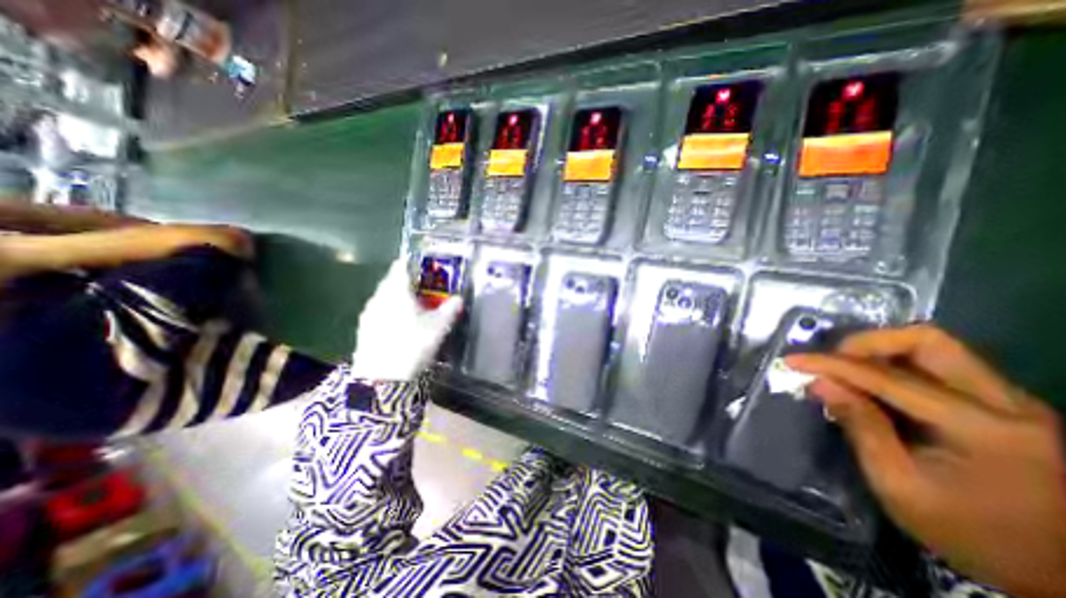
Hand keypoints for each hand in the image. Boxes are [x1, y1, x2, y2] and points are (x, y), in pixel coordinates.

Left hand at [350, 258, 462, 382]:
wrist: (382, 377)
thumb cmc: (413, 344)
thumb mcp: (438, 327)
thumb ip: (450, 309)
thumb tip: (459, 298)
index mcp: (397, 291)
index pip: (402, 266)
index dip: (414, 264)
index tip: (426, 269)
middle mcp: (379, 297)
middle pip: (393, 281)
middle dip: (410, 283)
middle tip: (427, 291)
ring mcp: (369, 312)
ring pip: (386, 296)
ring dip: (400, 297)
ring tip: (415, 309)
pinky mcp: (364, 327)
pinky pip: (380, 310)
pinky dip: (391, 311)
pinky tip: (401, 325)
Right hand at [786, 326, 1064, 596]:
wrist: (1061, 576)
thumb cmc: (972, 536)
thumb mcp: (899, 485)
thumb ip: (860, 427)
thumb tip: (821, 383)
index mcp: (985, 430)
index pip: (888, 378)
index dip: (832, 365)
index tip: (792, 361)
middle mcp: (1009, 405)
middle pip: (927, 341)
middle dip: (866, 343)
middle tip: (831, 361)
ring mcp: (1013, 403)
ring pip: (935, 348)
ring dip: (880, 352)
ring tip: (846, 371)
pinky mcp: (1004, 406)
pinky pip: (940, 367)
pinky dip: (896, 366)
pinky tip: (873, 386)